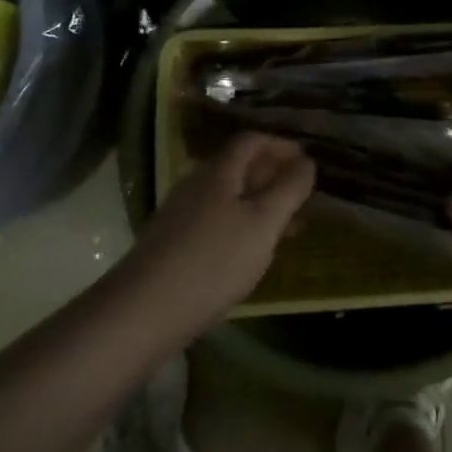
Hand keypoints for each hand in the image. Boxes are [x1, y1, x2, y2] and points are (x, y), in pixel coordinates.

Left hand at [126, 133, 315, 335]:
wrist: (144, 311)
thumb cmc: (214, 259)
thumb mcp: (263, 222)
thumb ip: (289, 189)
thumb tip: (306, 160)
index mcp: (218, 172)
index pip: (251, 141)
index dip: (280, 145)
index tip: (306, 161)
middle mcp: (196, 185)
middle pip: (238, 167)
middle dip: (272, 176)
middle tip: (302, 196)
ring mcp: (181, 215)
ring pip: (228, 197)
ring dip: (259, 204)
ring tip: (286, 228)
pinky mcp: (173, 244)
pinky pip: (216, 221)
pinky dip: (241, 226)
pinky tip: (251, 254)